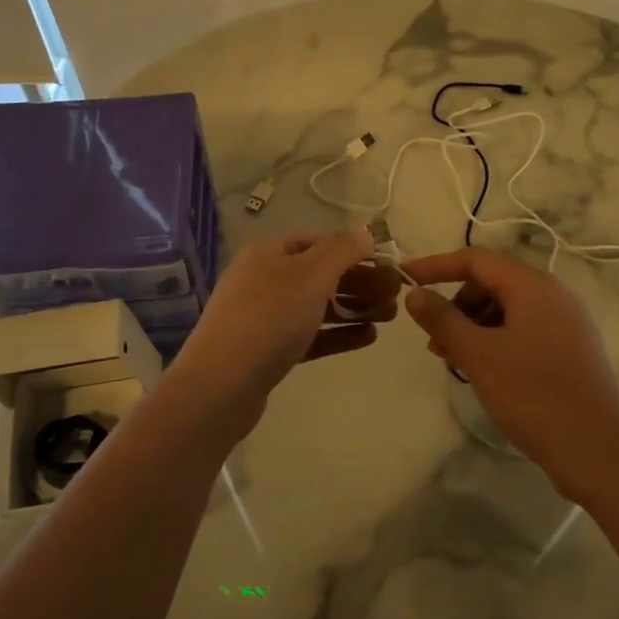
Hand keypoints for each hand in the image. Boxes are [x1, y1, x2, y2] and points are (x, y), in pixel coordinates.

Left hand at [165, 229, 399, 441]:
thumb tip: (364, 234)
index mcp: (268, 253)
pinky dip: (338, 334)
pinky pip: (309, 336)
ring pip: (316, 306)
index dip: (352, 249)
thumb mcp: (312, 274)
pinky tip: (368, 338)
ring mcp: (263, 317)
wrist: (222, 384)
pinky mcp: (267, 351)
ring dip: (354, 308)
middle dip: (359, 282)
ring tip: (390, 316)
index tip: (385, 264)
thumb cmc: (270, 318)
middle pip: (319, 274)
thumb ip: (342, 250)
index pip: (317, 241)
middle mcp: (262, 279)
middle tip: (396, 295)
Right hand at [401, 248, 618, 501]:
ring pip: (507, 310)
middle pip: (492, 283)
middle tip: (434, 341)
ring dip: (473, 327)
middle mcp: (554, 296)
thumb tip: (414, 294)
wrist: (600, 453)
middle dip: (456, 305)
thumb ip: (442, 319)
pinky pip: (523, 331)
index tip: (404, 280)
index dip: (436, 266)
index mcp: (533, 286)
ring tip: (454, 361)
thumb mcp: (478, 355)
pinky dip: (495, 341)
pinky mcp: (571, 351)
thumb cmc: (534, 395)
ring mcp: (566, 324)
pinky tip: (484, 372)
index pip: (475, 259)